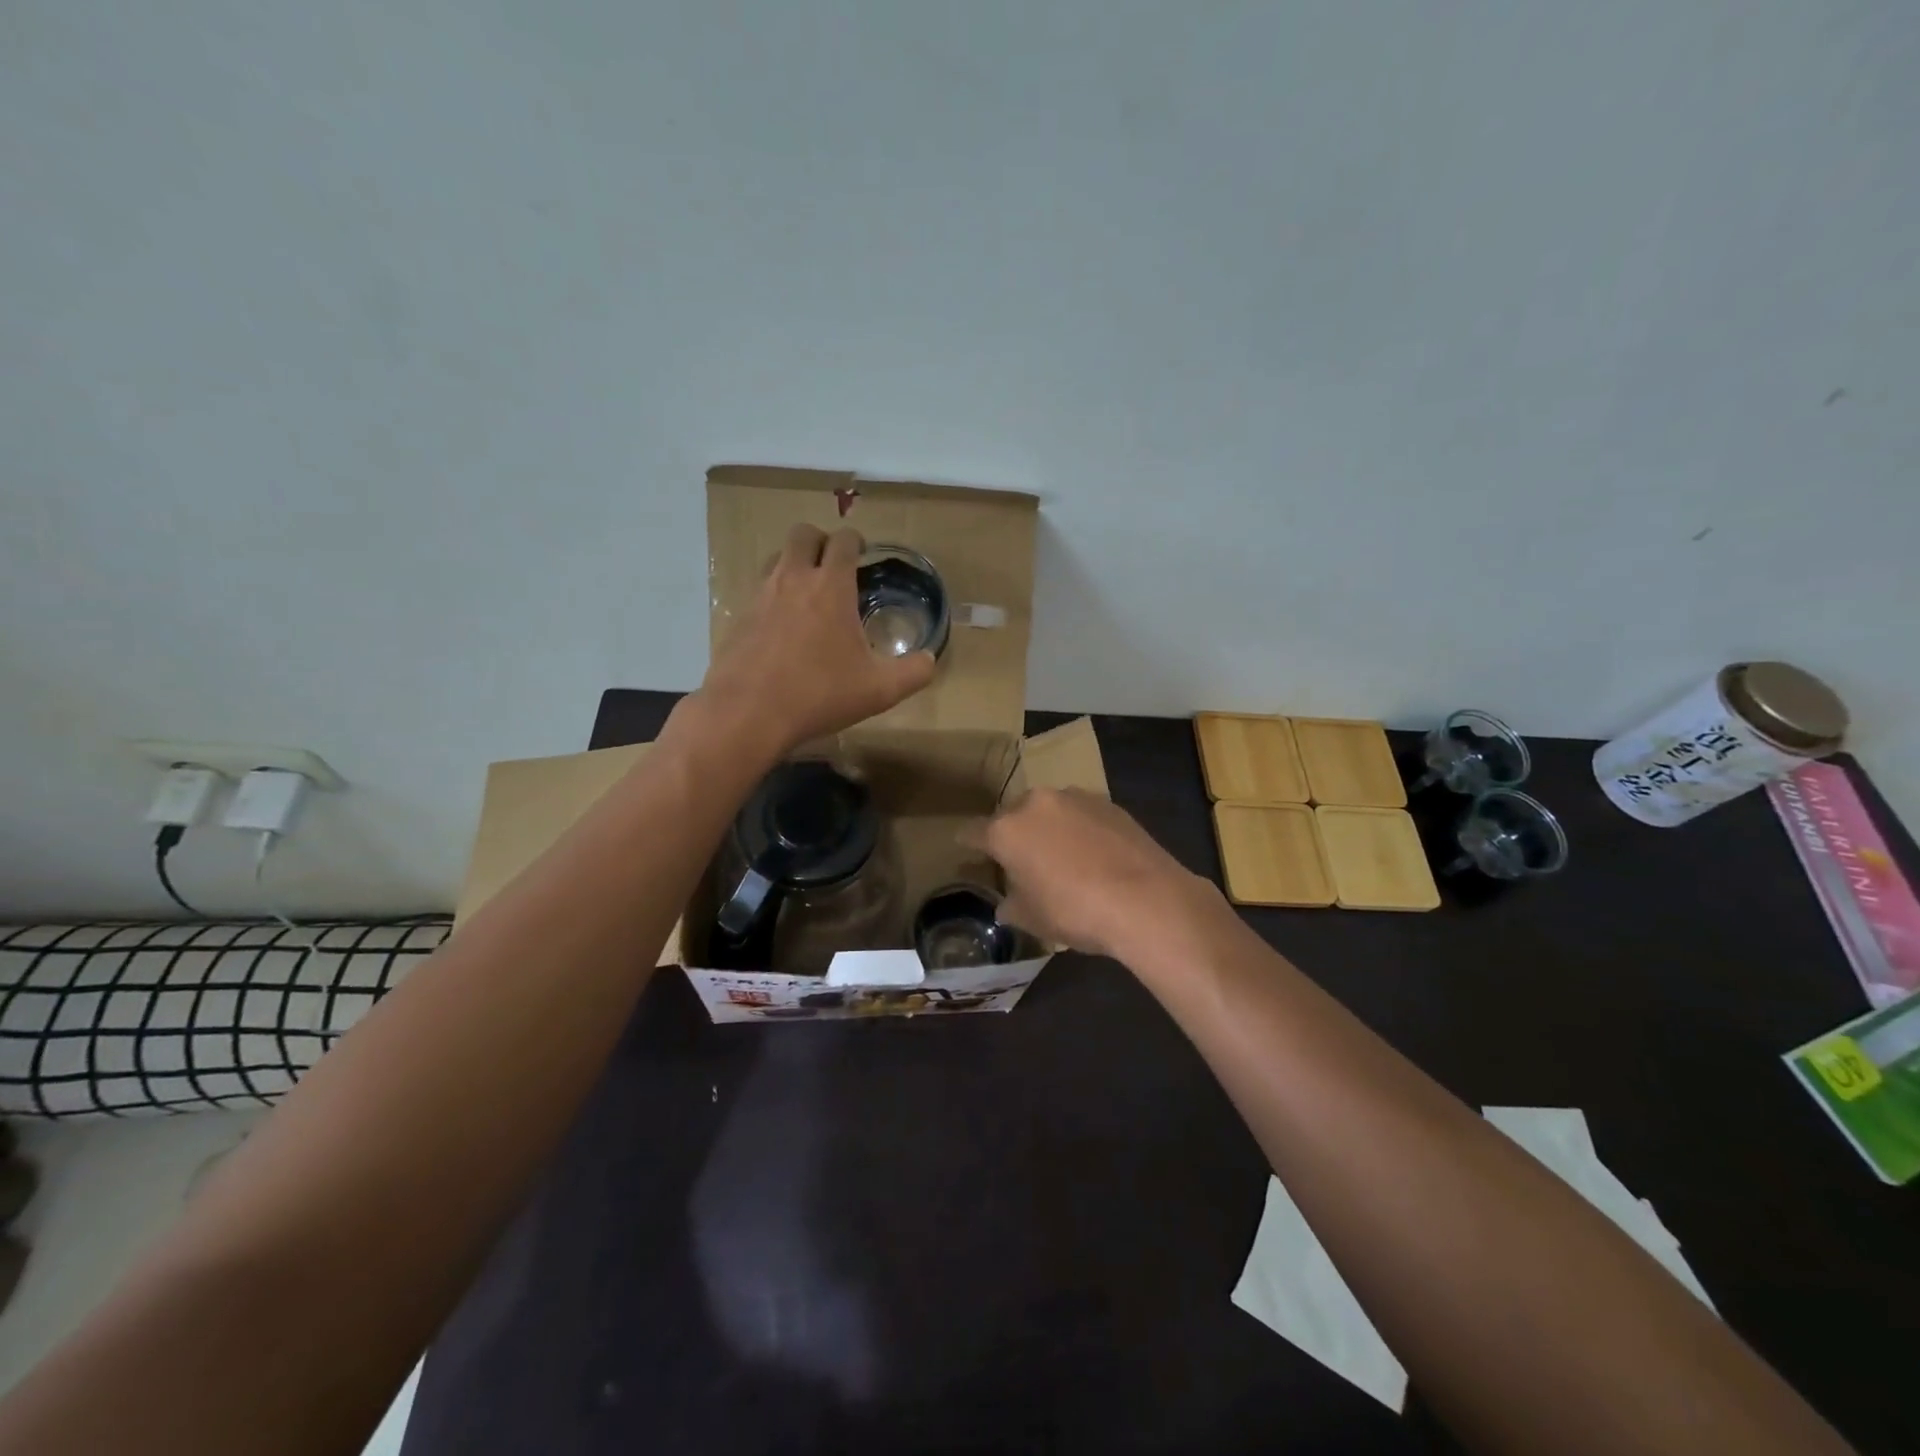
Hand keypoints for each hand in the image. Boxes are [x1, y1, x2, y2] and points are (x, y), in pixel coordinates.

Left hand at [695, 523, 936, 756]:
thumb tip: (929, 659)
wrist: (748, 713)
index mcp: (831, 585)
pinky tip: (785, 628)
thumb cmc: (820, 694)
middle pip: (803, 534)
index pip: (843, 540)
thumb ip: (914, 671)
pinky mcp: (739, 617)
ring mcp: (761, 596)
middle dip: (821, 541)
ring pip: (777, 558)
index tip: (863, 555)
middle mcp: (793, 579)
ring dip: (795, 564)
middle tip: (835, 566)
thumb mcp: (880, 690)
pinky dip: (775, 597)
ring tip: (811, 594)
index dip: (856, 542)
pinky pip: (760, 592)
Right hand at [965, 788, 1222, 961]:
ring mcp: (1075, 798)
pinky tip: (1093, 853)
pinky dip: (1080, 829)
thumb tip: (1006, 905)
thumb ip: (1012, 907)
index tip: (965, 846)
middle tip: (1022, 860)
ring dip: (1049, 828)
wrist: (1145, 899)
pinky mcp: (1108, 802)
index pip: (975, 832)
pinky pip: (1081, 814)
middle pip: (1014, 816)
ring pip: (1050, 811)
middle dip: (1014, 834)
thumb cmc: (1076, 911)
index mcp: (1007, 830)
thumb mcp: (1034, 919)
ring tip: (1061, 856)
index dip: (969, 842)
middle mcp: (1036, 804)